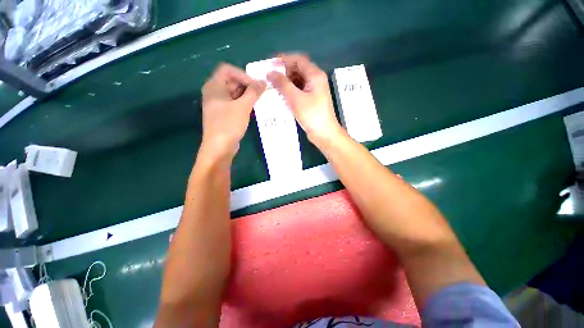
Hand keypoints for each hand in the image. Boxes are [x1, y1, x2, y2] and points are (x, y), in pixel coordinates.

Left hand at [201, 63, 265, 158]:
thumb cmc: (229, 124)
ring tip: (259, 101)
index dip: (242, 74)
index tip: (255, 85)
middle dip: (247, 85)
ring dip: (247, 95)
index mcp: (214, 86)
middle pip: (231, 81)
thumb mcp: (243, 106)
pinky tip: (253, 109)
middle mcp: (214, 92)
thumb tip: (263, 82)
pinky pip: (234, 103)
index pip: (227, 70)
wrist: (220, 147)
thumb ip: (254, 92)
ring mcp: (218, 104)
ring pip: (234, 93)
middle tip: (260, 93)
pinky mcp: (223, 114)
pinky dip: (243, 104)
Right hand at [267, 54, 342, 145]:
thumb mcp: (295, 98)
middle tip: (270, 77)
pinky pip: (299, 91)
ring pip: (298, 81)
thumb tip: (270, 73)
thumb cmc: (311, 114)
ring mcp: (314, 91)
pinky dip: (290, 92)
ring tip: (273, 87)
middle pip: (298, 70)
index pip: (298, 60)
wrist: (324, 133)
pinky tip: (281, 96)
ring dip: (286, 83)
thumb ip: (282, 84)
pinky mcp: (311, 101)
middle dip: (284, 72)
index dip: (284, 59)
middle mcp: (316, 80)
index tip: (270, 63)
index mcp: (315, 75)